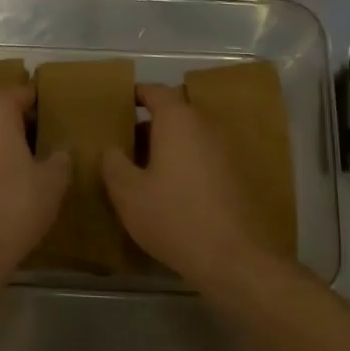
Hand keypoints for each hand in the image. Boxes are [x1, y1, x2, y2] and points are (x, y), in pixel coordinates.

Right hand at [102, 84, 264, 285]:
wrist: (233, 258)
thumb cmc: (173, 217)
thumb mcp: (128, 193)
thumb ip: (113, 164)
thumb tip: (111, 149)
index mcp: (178, 121)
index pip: (155, 92)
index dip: (135, 95)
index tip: (118, 104)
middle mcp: (206, 127)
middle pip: (174, 114)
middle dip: (148, 126)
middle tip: (124, 145)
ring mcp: (227, 151)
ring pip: (191, 137)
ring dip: (168, 147)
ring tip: (144, 170)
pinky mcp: (238, 176)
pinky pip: (205, 158)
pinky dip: (186, 164)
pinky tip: (172, 191)